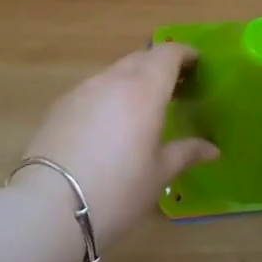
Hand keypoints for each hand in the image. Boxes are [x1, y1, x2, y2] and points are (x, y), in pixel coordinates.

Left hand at [18, 43, 217, 247]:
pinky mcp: (60, 106)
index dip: (186, 54)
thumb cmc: (118, 190)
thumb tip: (212, 149)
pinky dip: (110, 96)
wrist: (49, 208)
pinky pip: (93, 90)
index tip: (198, 66)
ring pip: (115, 73)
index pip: (169, 53)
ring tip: (144, 108)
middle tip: (177, 88)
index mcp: (144, 89)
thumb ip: (186, 153)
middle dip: (161, 66)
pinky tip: (111, 125)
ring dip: (134, 80)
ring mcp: (82, 90)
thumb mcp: (159, 174)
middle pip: (141, 58)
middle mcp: (113, 80)